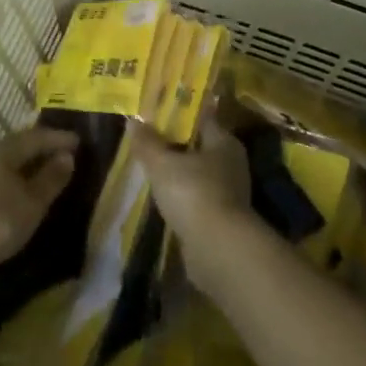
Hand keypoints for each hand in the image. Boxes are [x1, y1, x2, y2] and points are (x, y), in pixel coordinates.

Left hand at [0, 126, 78, 282]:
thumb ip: (50, 180)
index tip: (79, 141)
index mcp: (7, 149)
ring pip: (7, 162)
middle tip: (62, 152)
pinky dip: (12, 180)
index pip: (39, 136)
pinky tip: (15, 193)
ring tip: (42, 173)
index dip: (60, 139)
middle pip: (20, 145)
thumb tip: (68, 156)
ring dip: (26, 165)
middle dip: (42, 148)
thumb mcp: (30, 203)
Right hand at [129, 116, 251, 251]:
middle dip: (175, 145)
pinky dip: (182, 199)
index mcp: (224, 141)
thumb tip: (133, 120)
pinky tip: (163, 200)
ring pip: (198, 175)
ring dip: (178, 175)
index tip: (156, 114)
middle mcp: (231, 164)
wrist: (218, 252)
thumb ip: (147, 142)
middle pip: (198, 147)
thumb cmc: (193, 193)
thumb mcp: (162, 163)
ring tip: (151, 171)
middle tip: (148, 141)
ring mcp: (229, 195)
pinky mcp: (222, 221)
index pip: (201, 118)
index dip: (178, 114)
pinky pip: (197, 200)